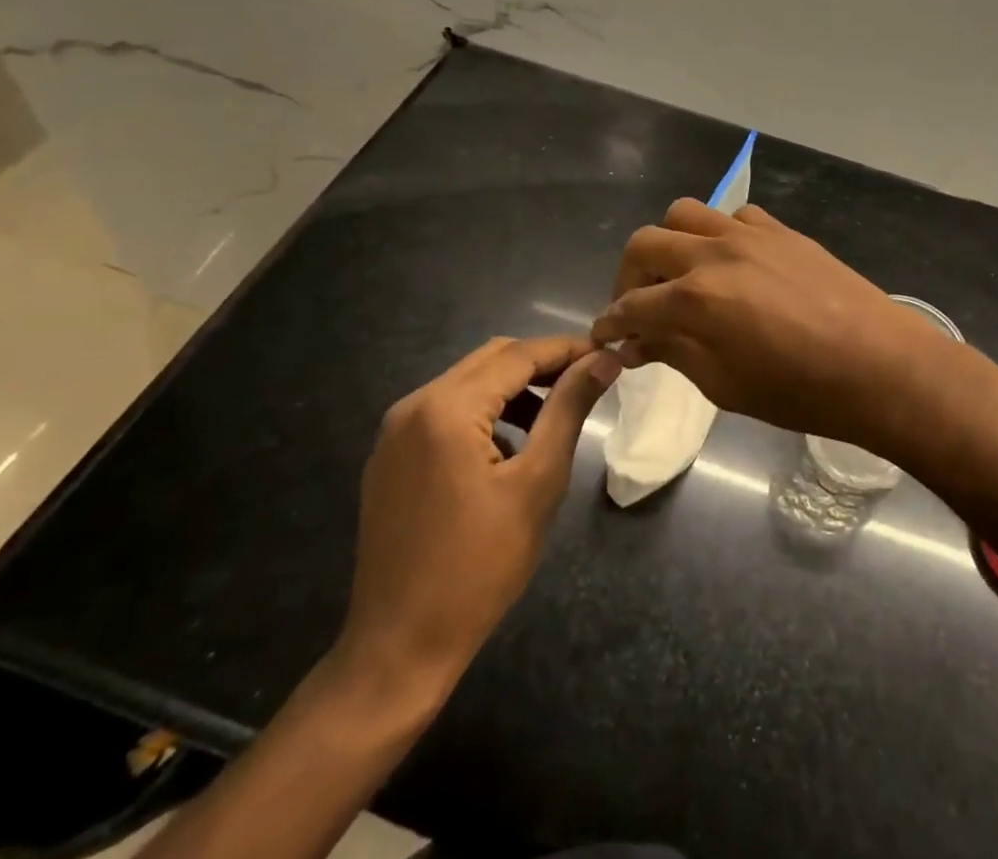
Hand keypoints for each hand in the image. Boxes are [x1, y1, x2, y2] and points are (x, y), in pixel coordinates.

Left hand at [329, 335, 618, 726]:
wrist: (399, 649)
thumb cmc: (480, 566)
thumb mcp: (538, 482)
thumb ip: (569, 409)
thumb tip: (604, 360)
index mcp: (446, 408)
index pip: (518, 355)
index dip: (567, 349)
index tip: (608, 352)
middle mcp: (413, 406)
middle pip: (490, 360)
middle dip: (542, 363)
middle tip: (588, 378)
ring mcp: (394, 432)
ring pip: (467, 383)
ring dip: (514, 387)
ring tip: (556, 410)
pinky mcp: (390, 458)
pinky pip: (445, 412)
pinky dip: (485, 411)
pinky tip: (511, 444)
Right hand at [591, 199, 973, 455]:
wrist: (879, 365)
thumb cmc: (801, 391)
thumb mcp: (726, 385)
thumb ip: (674, 353)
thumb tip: (637, 341)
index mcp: (695, 299)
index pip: (631, 306)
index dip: (610, 323)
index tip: (604, 336)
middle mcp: (714, 253)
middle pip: (645, 243)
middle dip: (629, 276)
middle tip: (639, 307)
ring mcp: (750, 234)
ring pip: (685, 214)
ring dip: (670, 244)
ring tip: (681, 276)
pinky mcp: (781, 230)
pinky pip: (734, 216)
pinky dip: (718, 235)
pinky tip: (732, 264)